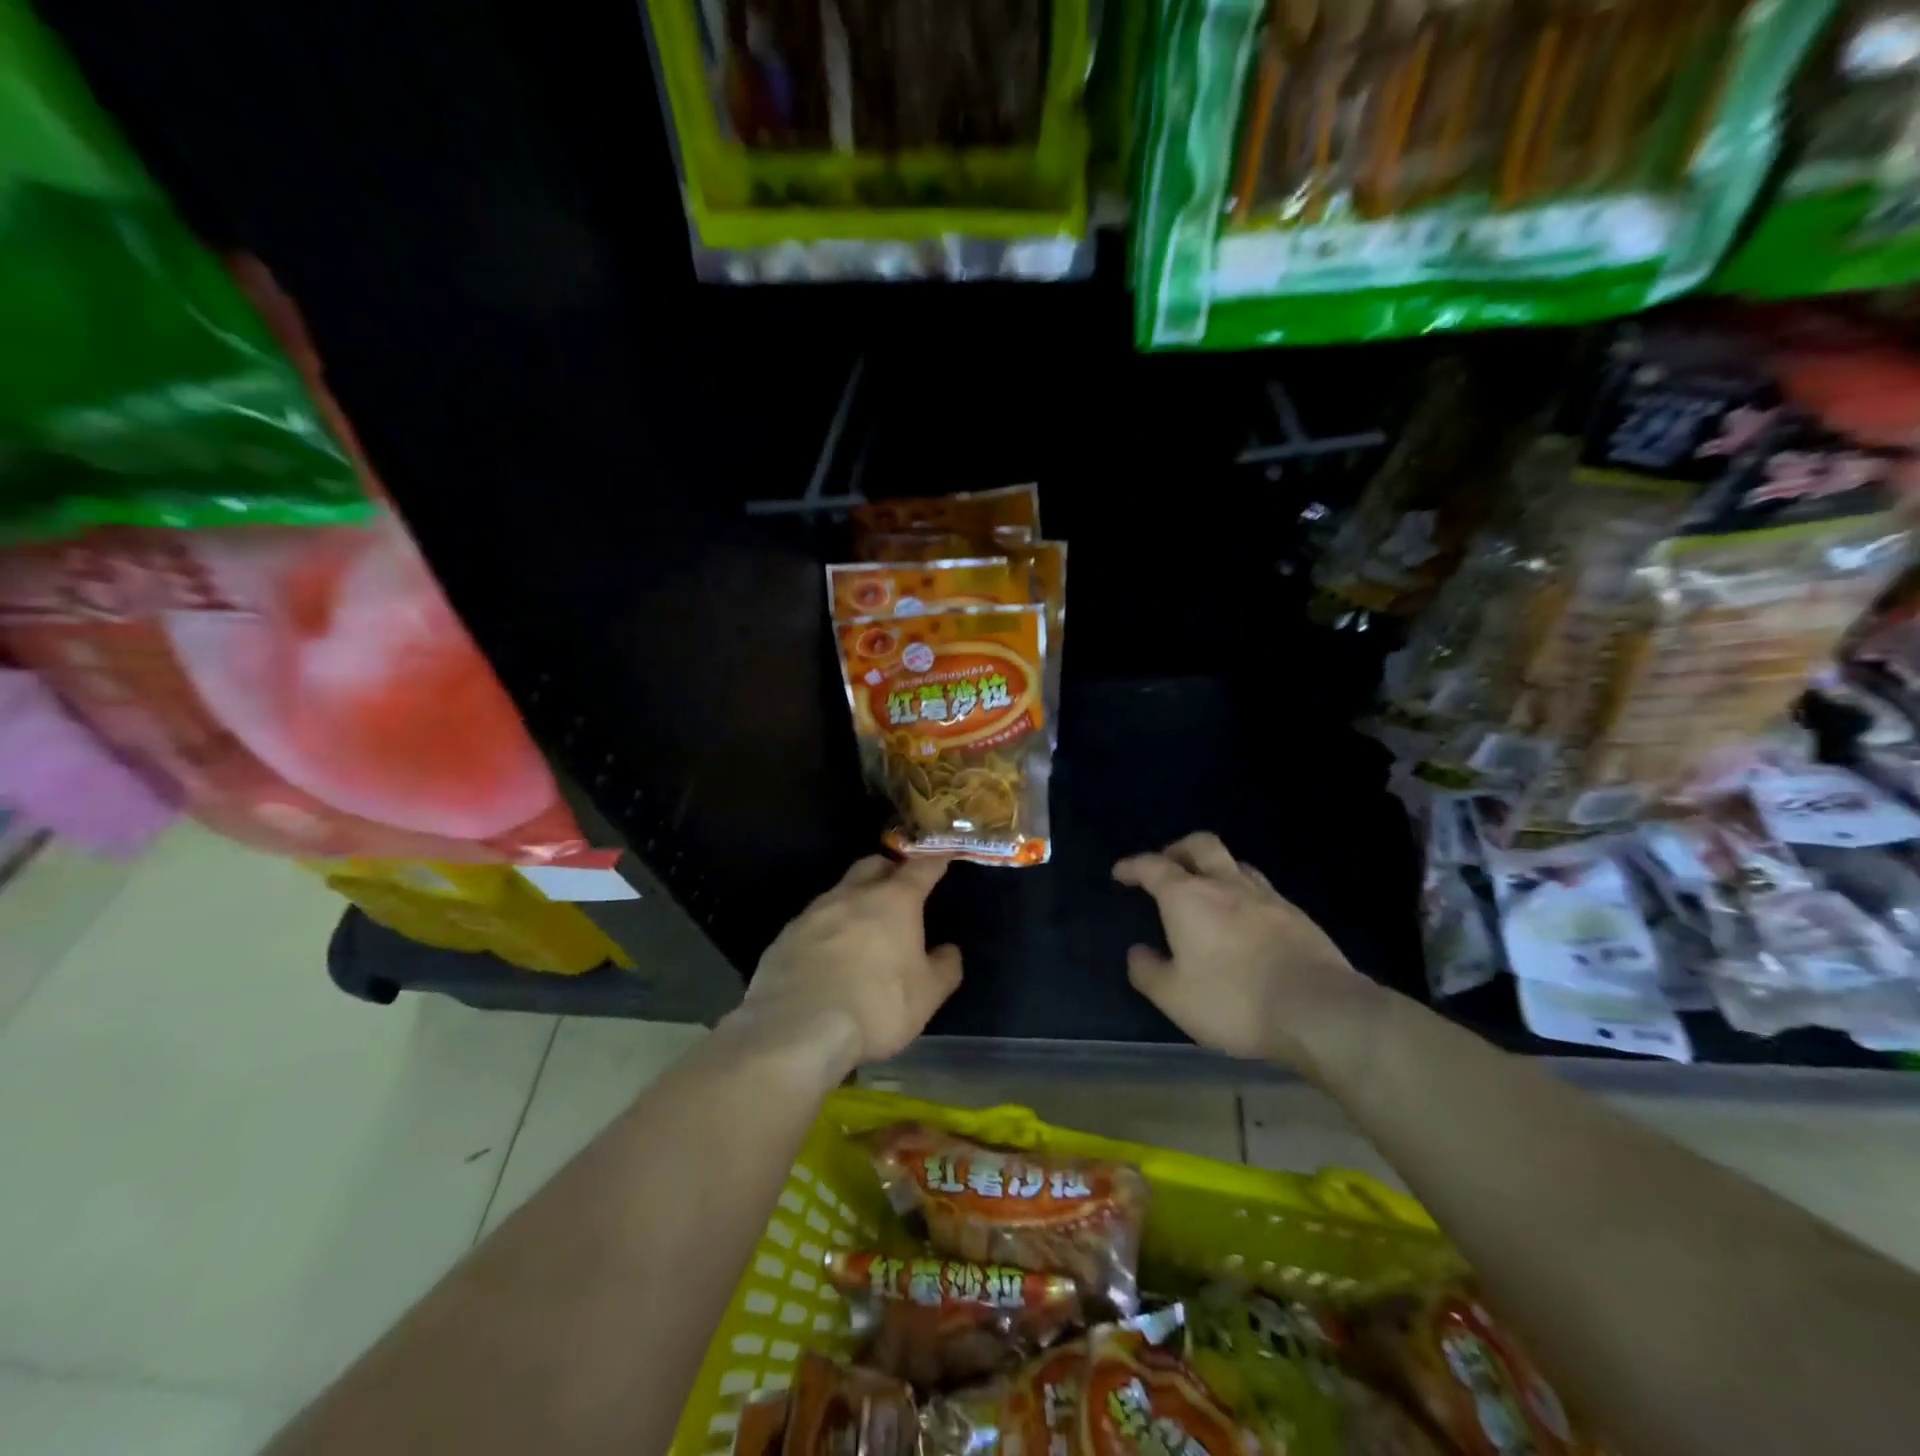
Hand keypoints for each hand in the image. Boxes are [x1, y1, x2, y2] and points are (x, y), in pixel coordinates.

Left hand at [741, 855, 962, 1072]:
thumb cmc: (876, 1006)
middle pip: (873, 865)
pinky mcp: (784, 937)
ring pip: (840, 891)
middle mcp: (851, 895)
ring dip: (855, 900)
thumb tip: (948, 950)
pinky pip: (813, 922)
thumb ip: (944, 966)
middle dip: (889, 869)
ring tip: (864, 926)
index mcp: (893, 901)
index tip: (944, 855)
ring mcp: (812, 913)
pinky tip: (830, 955)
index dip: (935, 860)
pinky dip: (828, 929)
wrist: (796, 1031)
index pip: (921, 868)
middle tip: (900, 885)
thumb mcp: (927, 995)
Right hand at [1114, 832, 1385, 1073]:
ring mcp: (1266, 897)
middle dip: (1178, 849)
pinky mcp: (1297, 916)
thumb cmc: (1233, 1000)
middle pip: (1201, 845)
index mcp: (1187, 897)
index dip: (1133, 866)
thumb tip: (1138, 952)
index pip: (1153, 866)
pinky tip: (1247, 920)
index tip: (1121, 872)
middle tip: (1167, 864)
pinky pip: (1263, 891)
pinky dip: (1245, 895)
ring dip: (1215, 869)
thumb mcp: (1174, 996)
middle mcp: (1225, 885)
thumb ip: (1148, 971)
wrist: (1318, 1010)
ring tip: (1208, 890)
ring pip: (1236, 864)